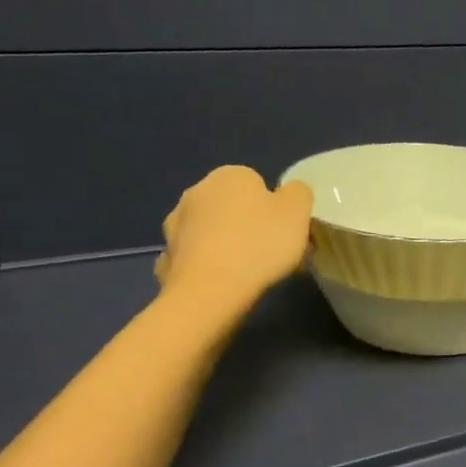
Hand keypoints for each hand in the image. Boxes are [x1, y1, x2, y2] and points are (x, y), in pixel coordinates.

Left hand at [153, 166, 313, 309]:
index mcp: (229, 175)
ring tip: (246, 273)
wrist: (210, 291)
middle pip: (232, 206)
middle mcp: (196, 191)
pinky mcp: (167, 255)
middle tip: (270, 253)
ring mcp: (175, 224)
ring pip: (211, 231)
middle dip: (248, 224)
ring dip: (225, 243)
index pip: (257, 184)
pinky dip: (207, 265)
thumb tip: (289, 192)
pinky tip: (221, 283)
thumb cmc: (259, 244)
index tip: (285, 232)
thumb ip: (298, 193)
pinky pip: (195, 256)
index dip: (274, 208)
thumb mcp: (298, 211)